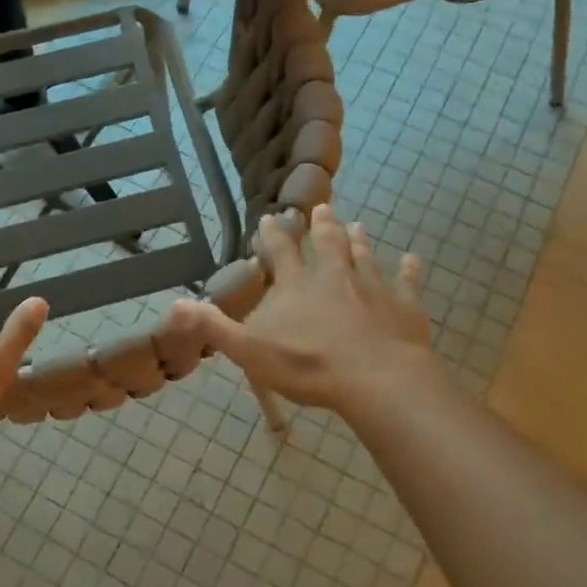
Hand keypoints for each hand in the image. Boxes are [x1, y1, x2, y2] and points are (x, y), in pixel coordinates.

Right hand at [167, 204, 436, 413]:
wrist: (375, 379)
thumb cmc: (308, 365)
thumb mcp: (249, 351)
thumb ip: (214, 326)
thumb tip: (174, 305)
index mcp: (295, 286)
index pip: (280, 252)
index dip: (272, 234)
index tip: (268, 217)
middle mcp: (333, 276)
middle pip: (326, 244)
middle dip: (321, 225)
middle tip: (321, 208)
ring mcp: (371, 287)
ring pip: (364, 256)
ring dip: (359, 240)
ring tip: (357, 224)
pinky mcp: (402, 305)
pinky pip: (406, 282)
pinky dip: (409, 269)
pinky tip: (413, 259)